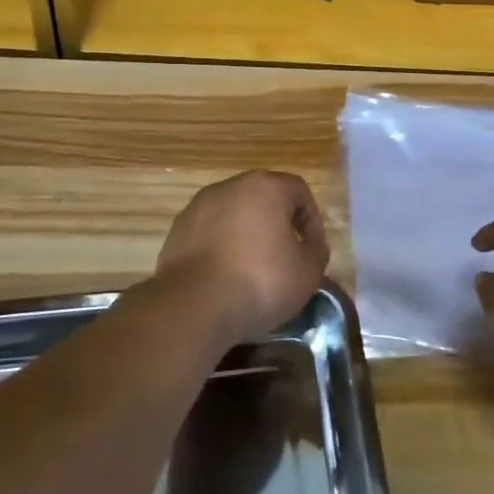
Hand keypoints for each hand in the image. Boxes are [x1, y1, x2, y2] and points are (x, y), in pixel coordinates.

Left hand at [153, 171, 330, 346]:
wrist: (193, 306)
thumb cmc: (260, 281)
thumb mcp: (308, 271)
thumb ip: (316, 249)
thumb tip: (308, 244)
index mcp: (266, 186)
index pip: (299, 191)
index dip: (311, 220)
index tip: (312, 250)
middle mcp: (230, 186)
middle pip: (264, 198)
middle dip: (278, 224)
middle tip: (285, 256)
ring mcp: (199, 206)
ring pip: (234, 214)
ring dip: (247, 234)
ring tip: (253, 269)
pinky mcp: (177, 230)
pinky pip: (210, 232)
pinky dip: (222, 247)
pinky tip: (225, 276)